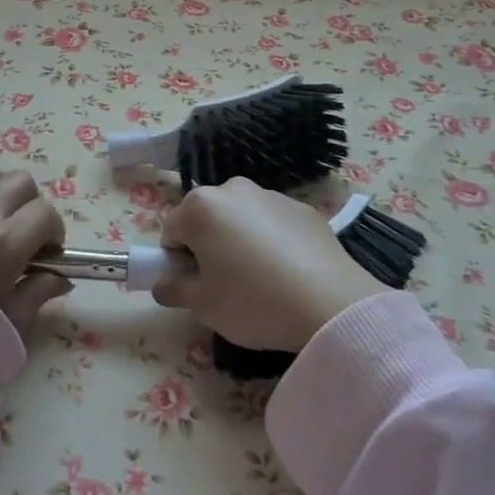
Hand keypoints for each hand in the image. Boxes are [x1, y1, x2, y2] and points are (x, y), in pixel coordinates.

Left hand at [0, 166, 71, 345]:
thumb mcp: (14, 319)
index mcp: (6, 242)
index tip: (48, 252)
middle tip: (26, 233)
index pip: (46, 213)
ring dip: (1, 192)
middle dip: (31, 204)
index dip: (54, 231)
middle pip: (21, 182)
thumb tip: (62, 278)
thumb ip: (40, 291)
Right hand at [153, 178, 383, 351]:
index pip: (171, 232)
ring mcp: (270, 195)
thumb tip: (163, 283)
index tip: (194, 287)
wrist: (330, 304)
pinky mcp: (302, 209)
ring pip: (240, 219)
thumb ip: (172, 289)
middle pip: (206, 218)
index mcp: (200, 207)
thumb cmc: (253, 301)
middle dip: (207, 246)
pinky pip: (273, 224)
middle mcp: (232, 190)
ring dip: (239, 241)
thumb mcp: (202, 305)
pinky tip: (288, 274)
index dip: (176, 262)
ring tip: (260, 282)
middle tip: (224, 286)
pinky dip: (272, 242)